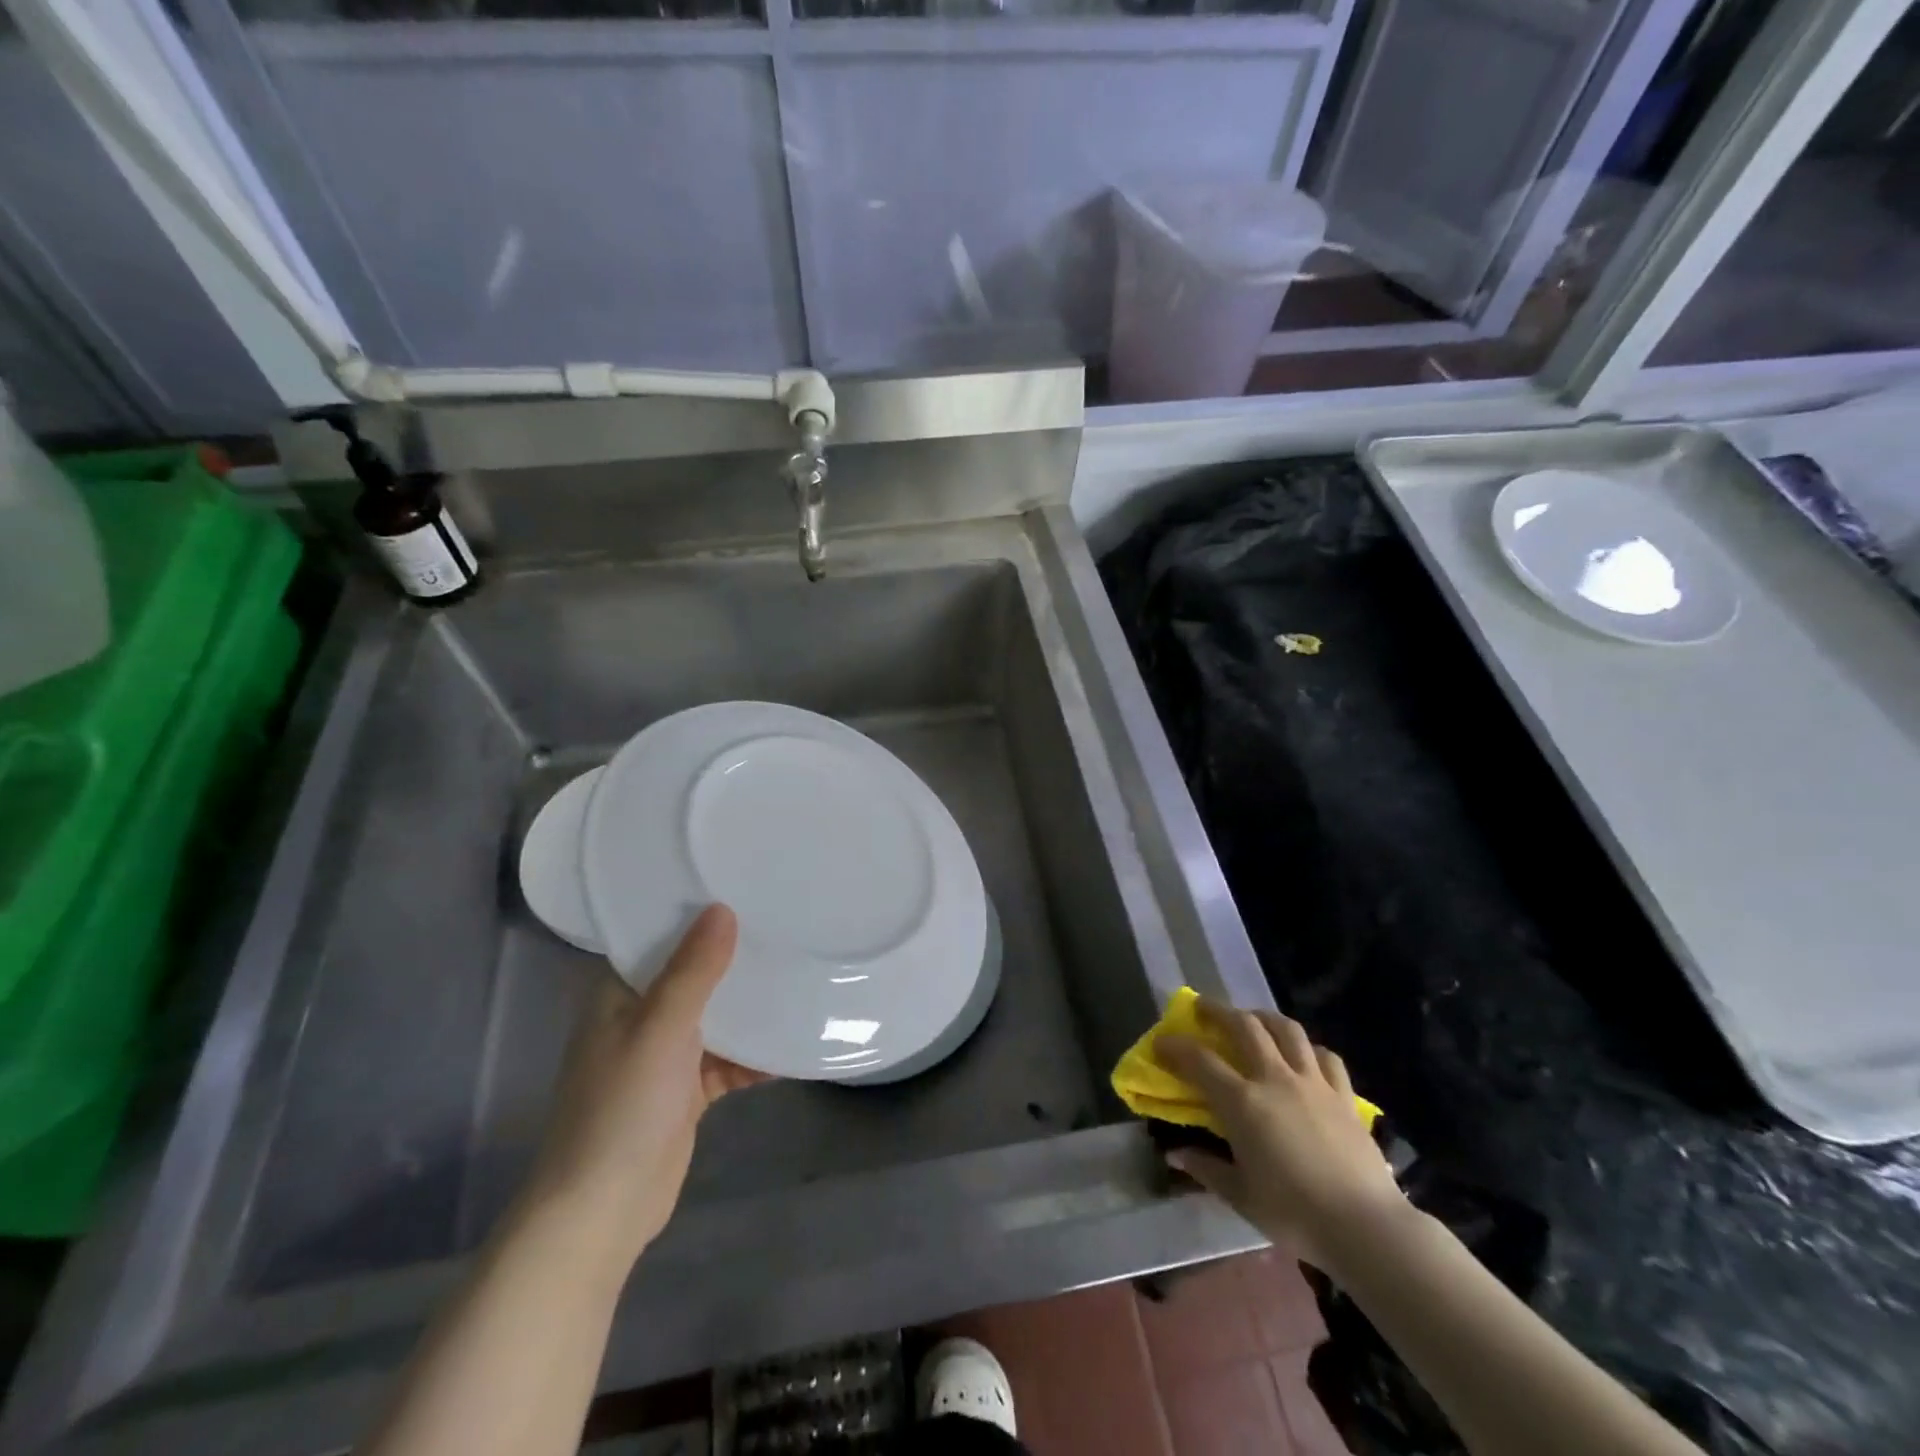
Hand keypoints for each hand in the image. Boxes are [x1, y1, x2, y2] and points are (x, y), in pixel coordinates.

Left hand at [523, 904, 767, 1266]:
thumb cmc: (620, 1108)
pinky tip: (794, 1042)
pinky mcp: (686, 1090)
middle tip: (784, 920)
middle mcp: (639, 1017)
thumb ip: (693, 971)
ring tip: (800, 971)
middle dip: (734, 956)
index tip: (739, 883)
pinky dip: (756, 1053)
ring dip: (750, 1005)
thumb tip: (723, 909)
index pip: (656, 937)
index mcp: (618, 994)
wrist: (603, 1211)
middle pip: (693, 974)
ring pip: (715, 1016)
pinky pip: (728, 1059)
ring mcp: (664, 1055)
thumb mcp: (660, 1030)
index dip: (693, 912)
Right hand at [1159, 1001, 1404, 1272]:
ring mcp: (1313, 1083)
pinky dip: (1310, 1049)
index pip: (1199, 1060)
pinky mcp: (1344, 1096)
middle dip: (1218, 1011)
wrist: (1365, 1227)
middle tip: (1203, 1009)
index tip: (1161, 1042)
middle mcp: (1275, 1078)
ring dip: (1264, 1017)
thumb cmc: (1294, 1214)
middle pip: (1244, 1026)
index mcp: (1243, 1102)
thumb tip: (1175, 1155)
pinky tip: (1304, 1055)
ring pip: (1287, 1030)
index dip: (1176, 1046)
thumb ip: (1206, 1169)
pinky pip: (1326, 1057)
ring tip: (1253, 1019)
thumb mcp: (1241, 1196)